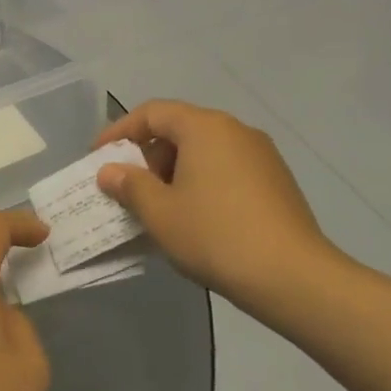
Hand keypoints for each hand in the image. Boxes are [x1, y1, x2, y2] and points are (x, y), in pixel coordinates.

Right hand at [94, 101, 339, 310]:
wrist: (293, 277)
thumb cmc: (216, 235)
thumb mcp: (160, 213)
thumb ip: (130, 185)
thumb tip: (109, 171)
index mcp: (205, 127)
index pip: (152, 113)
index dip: (119, 131)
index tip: (98, 156)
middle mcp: (235, 130)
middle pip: (180, 129)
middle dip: (148, 155)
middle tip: (128, 187)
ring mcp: (261, 155)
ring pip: (204, 151)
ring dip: (174, 171)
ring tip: (159, 207)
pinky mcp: (276, 181)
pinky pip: (226, 169)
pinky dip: (202, 182)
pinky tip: (195, 217)